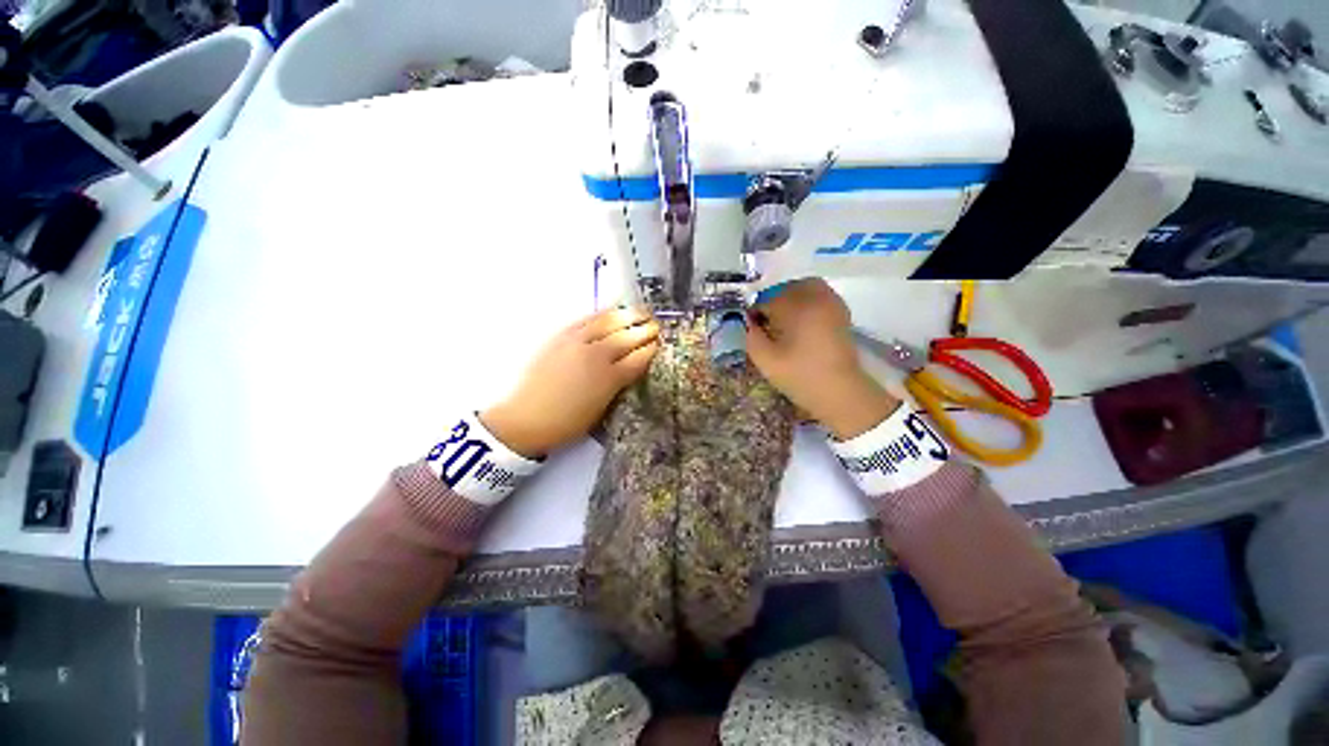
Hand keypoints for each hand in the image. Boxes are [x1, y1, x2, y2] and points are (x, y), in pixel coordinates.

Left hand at [480, 307, 660, 456]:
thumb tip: (631, 368)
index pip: (638, 358)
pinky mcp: (561, 336)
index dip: (651, 349)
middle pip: (627, 337)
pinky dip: (604, 313)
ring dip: (629, 315)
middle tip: (657, 325)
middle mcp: (597, 356)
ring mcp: (578, 342)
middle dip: (646, 330)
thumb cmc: (567, 423)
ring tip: (642, 312)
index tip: (660, 343)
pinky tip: (613, 310)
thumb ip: (619, 385)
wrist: (526, 419)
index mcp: (610, 379)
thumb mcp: (602, 409)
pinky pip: (587, 319)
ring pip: (609, 322)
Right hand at [745, 279, 899, 439]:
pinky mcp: (841, 313)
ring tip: (783, 322)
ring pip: (804, 288)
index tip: (752, 330)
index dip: (754, 315)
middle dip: (772, 303)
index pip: (765, 300)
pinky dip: (807, 302)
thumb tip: (745, 321)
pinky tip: (801, 324)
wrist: (840, 392)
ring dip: (790, 299)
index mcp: (796, 307)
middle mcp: (815, 298)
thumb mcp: (765, 360)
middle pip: (786, 288)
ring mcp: (831, 303)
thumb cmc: (800, 376)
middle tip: (767, 324)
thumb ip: (750, 335)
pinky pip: (819, 296)